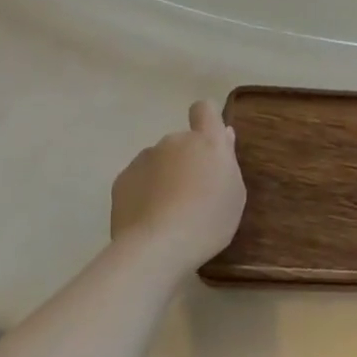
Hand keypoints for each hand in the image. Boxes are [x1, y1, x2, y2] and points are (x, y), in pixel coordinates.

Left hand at [110, 101, 246, 272]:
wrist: (157, 247)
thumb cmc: (208, 220)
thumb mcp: (234, 194)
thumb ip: (228, 161)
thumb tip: (224, 136)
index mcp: (207, 141)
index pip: (204, 109)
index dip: (206, 120)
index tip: (209, 142)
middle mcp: (174, 141)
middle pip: (181, 143)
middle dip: (186, 161)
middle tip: (193, 195)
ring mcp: (144, 158)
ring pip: (158, 162)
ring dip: (164, 177)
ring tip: (168, 212)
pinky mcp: (122, 179)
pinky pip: (138, 180)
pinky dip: (144, 193)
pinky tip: (148, 219)